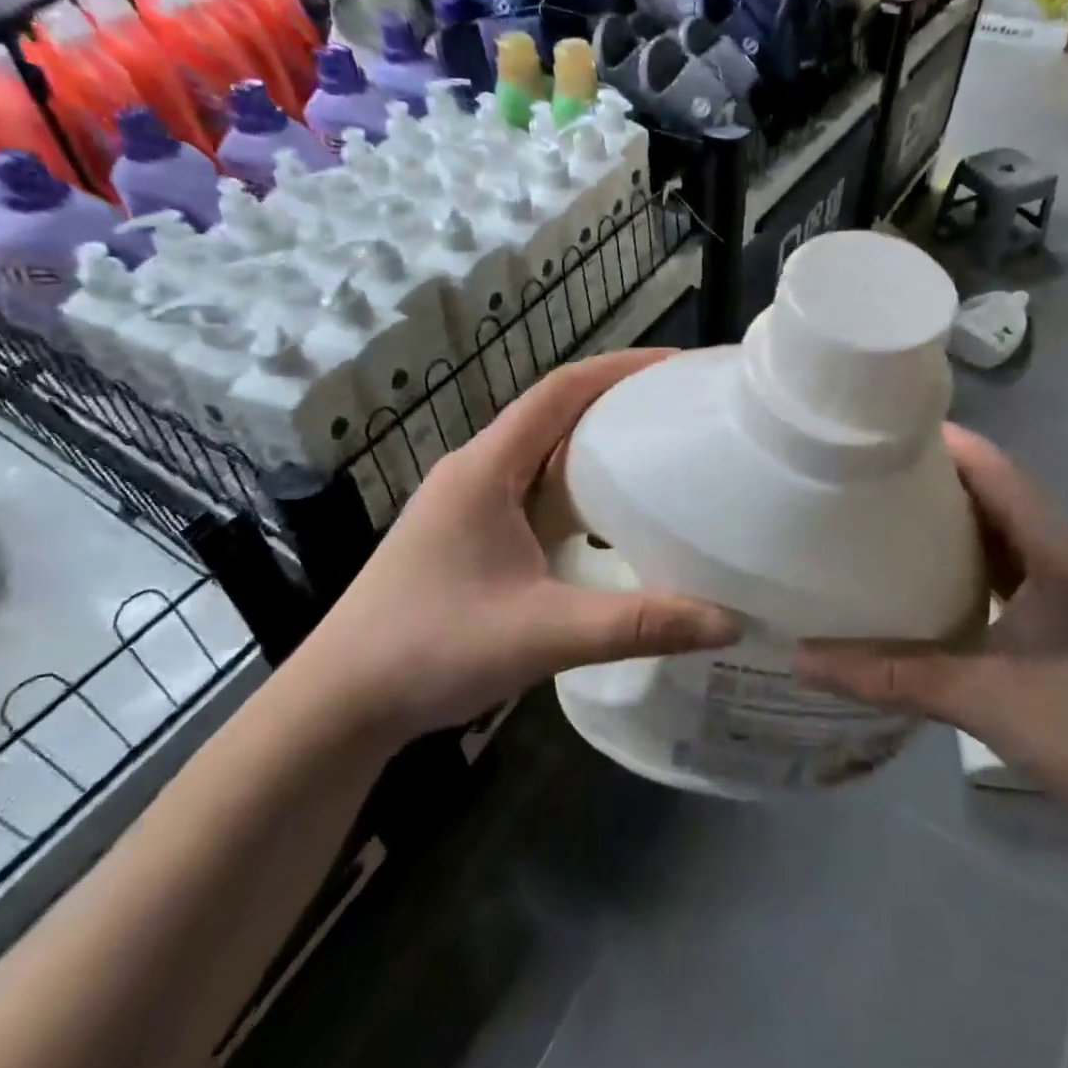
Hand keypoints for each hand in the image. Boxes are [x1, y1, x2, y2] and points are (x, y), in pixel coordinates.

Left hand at [291, 351, 739, 742]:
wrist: (340, 701)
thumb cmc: (431, 649)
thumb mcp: (543, 634)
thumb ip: (637, 625)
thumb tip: (727, 622)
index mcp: (487, 467)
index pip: (561, 390)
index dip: (621, 368)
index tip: (678, 366)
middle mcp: (477, 469)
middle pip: (555, 413)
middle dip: (618, 402)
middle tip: (683, 410)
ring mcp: (469, 501)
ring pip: (543, 453)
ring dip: (596, 445)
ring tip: (660, 452)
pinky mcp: (470, 532)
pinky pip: (533, 490)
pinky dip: (576, 488)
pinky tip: (610, 515)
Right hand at [794, 425, 1067, 844]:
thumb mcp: (976, 698)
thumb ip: (887, 674)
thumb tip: (802, 657)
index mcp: (1060, 554)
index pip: (997, 472)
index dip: (946, 444)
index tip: (886, 430)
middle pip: (1003, 494)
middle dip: (942, 477)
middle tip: (875, 469)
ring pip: (1013, 531)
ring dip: (962, 517)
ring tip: (897, 510)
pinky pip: (1022, 565)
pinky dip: (981, 556)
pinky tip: (941, 572)